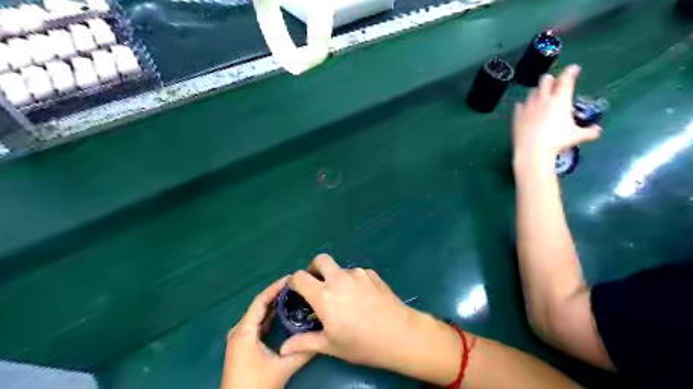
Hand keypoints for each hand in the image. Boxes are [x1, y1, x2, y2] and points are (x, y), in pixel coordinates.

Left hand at [222, 276, 314, 388]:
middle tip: (296, 286)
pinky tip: (283, 313)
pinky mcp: (243, 345)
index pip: (260, 301)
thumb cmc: (256, 386)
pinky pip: (257, 323)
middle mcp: (239, 330)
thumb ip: (303, 352)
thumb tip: (323, 336)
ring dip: (274, 304)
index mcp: (244, 331)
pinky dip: (270, 316)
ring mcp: (240, 338)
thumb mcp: (282, 368)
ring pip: (258, 314)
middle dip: (277, 294)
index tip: (292, 278)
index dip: (275, 288)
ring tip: (292, 295)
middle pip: (259, 305)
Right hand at [278, 253, 461, 383]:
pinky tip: (362, 298)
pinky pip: (357, 273)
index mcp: (324, 295)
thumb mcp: (331, 345)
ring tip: (345, 298)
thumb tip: (284, 349)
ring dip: (336, 277)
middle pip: (320, 259)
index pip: (300, 277)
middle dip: (315, 268)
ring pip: (340, 268)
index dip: (294, 281)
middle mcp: (339, 278)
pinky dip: (353, 281)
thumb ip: (305, 343)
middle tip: (318, 284)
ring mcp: (358, 273)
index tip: (296, 290)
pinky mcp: (372, 274)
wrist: (399, 334)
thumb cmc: (361, 343)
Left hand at [507, 62, 601, 165]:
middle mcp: (543, 100)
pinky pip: (519, 106)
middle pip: (545, 81)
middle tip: (554, 82)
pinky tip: (523, 107)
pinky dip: (523, 105)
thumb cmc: (557, 142)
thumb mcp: (577, 136)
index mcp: (560, 100)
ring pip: (532, 92)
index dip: (570, 72)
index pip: (566, 80)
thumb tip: (598, 130)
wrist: (532, 151)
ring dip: (537, 91)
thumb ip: (589, 132)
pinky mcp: (517, 116)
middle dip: (551, 79)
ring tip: (540, 95)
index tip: (574, 68)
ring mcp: (528, 107)